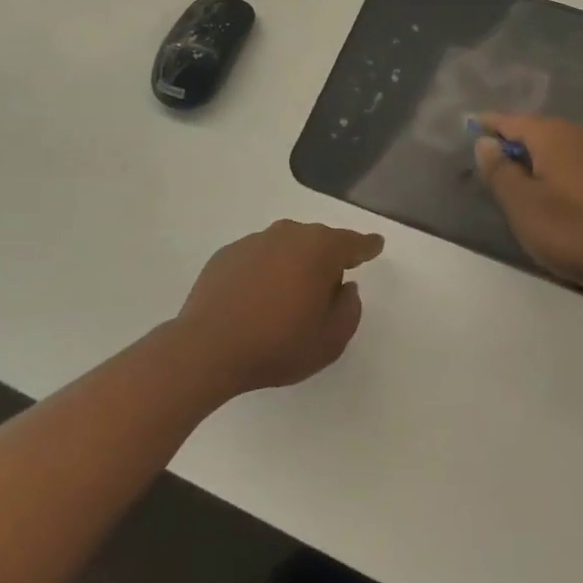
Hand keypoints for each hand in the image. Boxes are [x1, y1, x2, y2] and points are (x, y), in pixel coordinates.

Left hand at [174, 220, 382, 396]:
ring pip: (286, 248)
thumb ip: (349, 310)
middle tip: (326, 291)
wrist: (207, 347)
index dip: (367, 246)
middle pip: (318, 242)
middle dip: (326, 261)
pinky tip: (256, 301)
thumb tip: (344, 288)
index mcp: (320, 250)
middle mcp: (289, 234)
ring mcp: (254, 241)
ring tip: (288, 300)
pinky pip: (258, 259)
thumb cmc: (278, 344)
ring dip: (293, 266)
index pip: (353, 243)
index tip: (375, 245)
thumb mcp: (330, 340)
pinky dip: (264, 273)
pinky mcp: (227, 255)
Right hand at [473, 115, 582, 298]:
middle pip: (532, 131)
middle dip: (508, 145)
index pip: (508, 120)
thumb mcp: (521, 204)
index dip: (485, 126)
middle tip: (486, 167)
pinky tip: (549, 195)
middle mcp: (575, 133)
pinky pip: (570, 162)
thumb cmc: (571, 231)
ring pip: (552, 148)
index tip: (466, 131)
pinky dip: (553, 171)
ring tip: (514, 184)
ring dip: (531, 160)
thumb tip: (485, 142)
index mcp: (551, 134)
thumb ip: (498, 169)